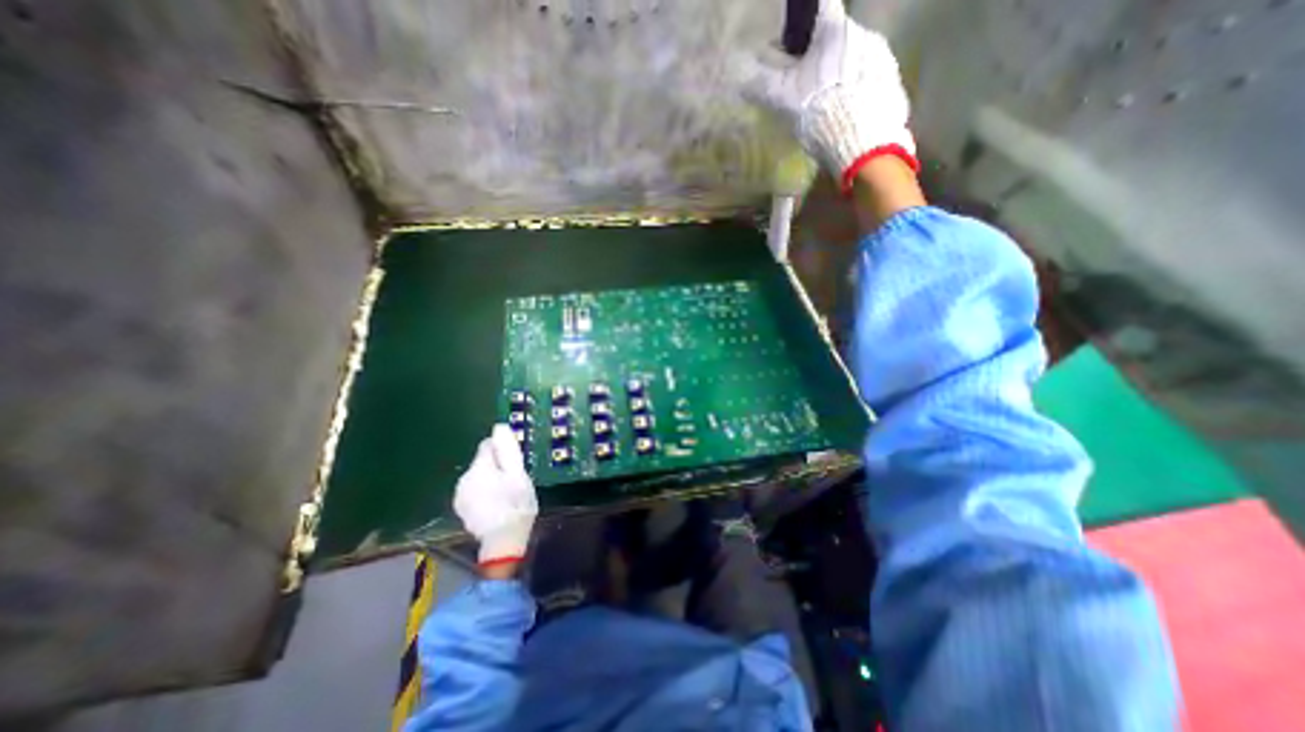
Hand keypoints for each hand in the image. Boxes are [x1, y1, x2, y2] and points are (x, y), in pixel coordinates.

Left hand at [451, 426, 536, 569]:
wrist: (502, 542)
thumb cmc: (516, 505)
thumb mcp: (518, 475)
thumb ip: (508, 451)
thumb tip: (499, 427)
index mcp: (479, 467)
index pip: (488, 445)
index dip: (503, 450)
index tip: (515, 463)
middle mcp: (464, 478)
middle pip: (483, 461)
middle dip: (498, 466)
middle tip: (515, 481)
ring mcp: (460, 495)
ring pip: (479, 476)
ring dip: (491, 479)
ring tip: (507, 493)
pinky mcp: (462, 508)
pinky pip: (475, 490)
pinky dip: (485, 492)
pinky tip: (496, 504)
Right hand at [743, 0, 913, 189]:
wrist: (861, 142)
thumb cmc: (819, 112)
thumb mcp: (784, 100)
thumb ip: (763, 85)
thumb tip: (739, 79)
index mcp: (834, 31)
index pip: (821, 6)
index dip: (805, 18)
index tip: (795, 37)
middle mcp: (862, 33)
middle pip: (837, 37)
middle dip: (821, 55)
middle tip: (806, 82)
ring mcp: (882, 56)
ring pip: (854, 57)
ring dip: (840, 73)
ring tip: (828, 103)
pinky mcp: (892, 80)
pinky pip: (870, 78)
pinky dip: (857, 89)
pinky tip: (847, 112)